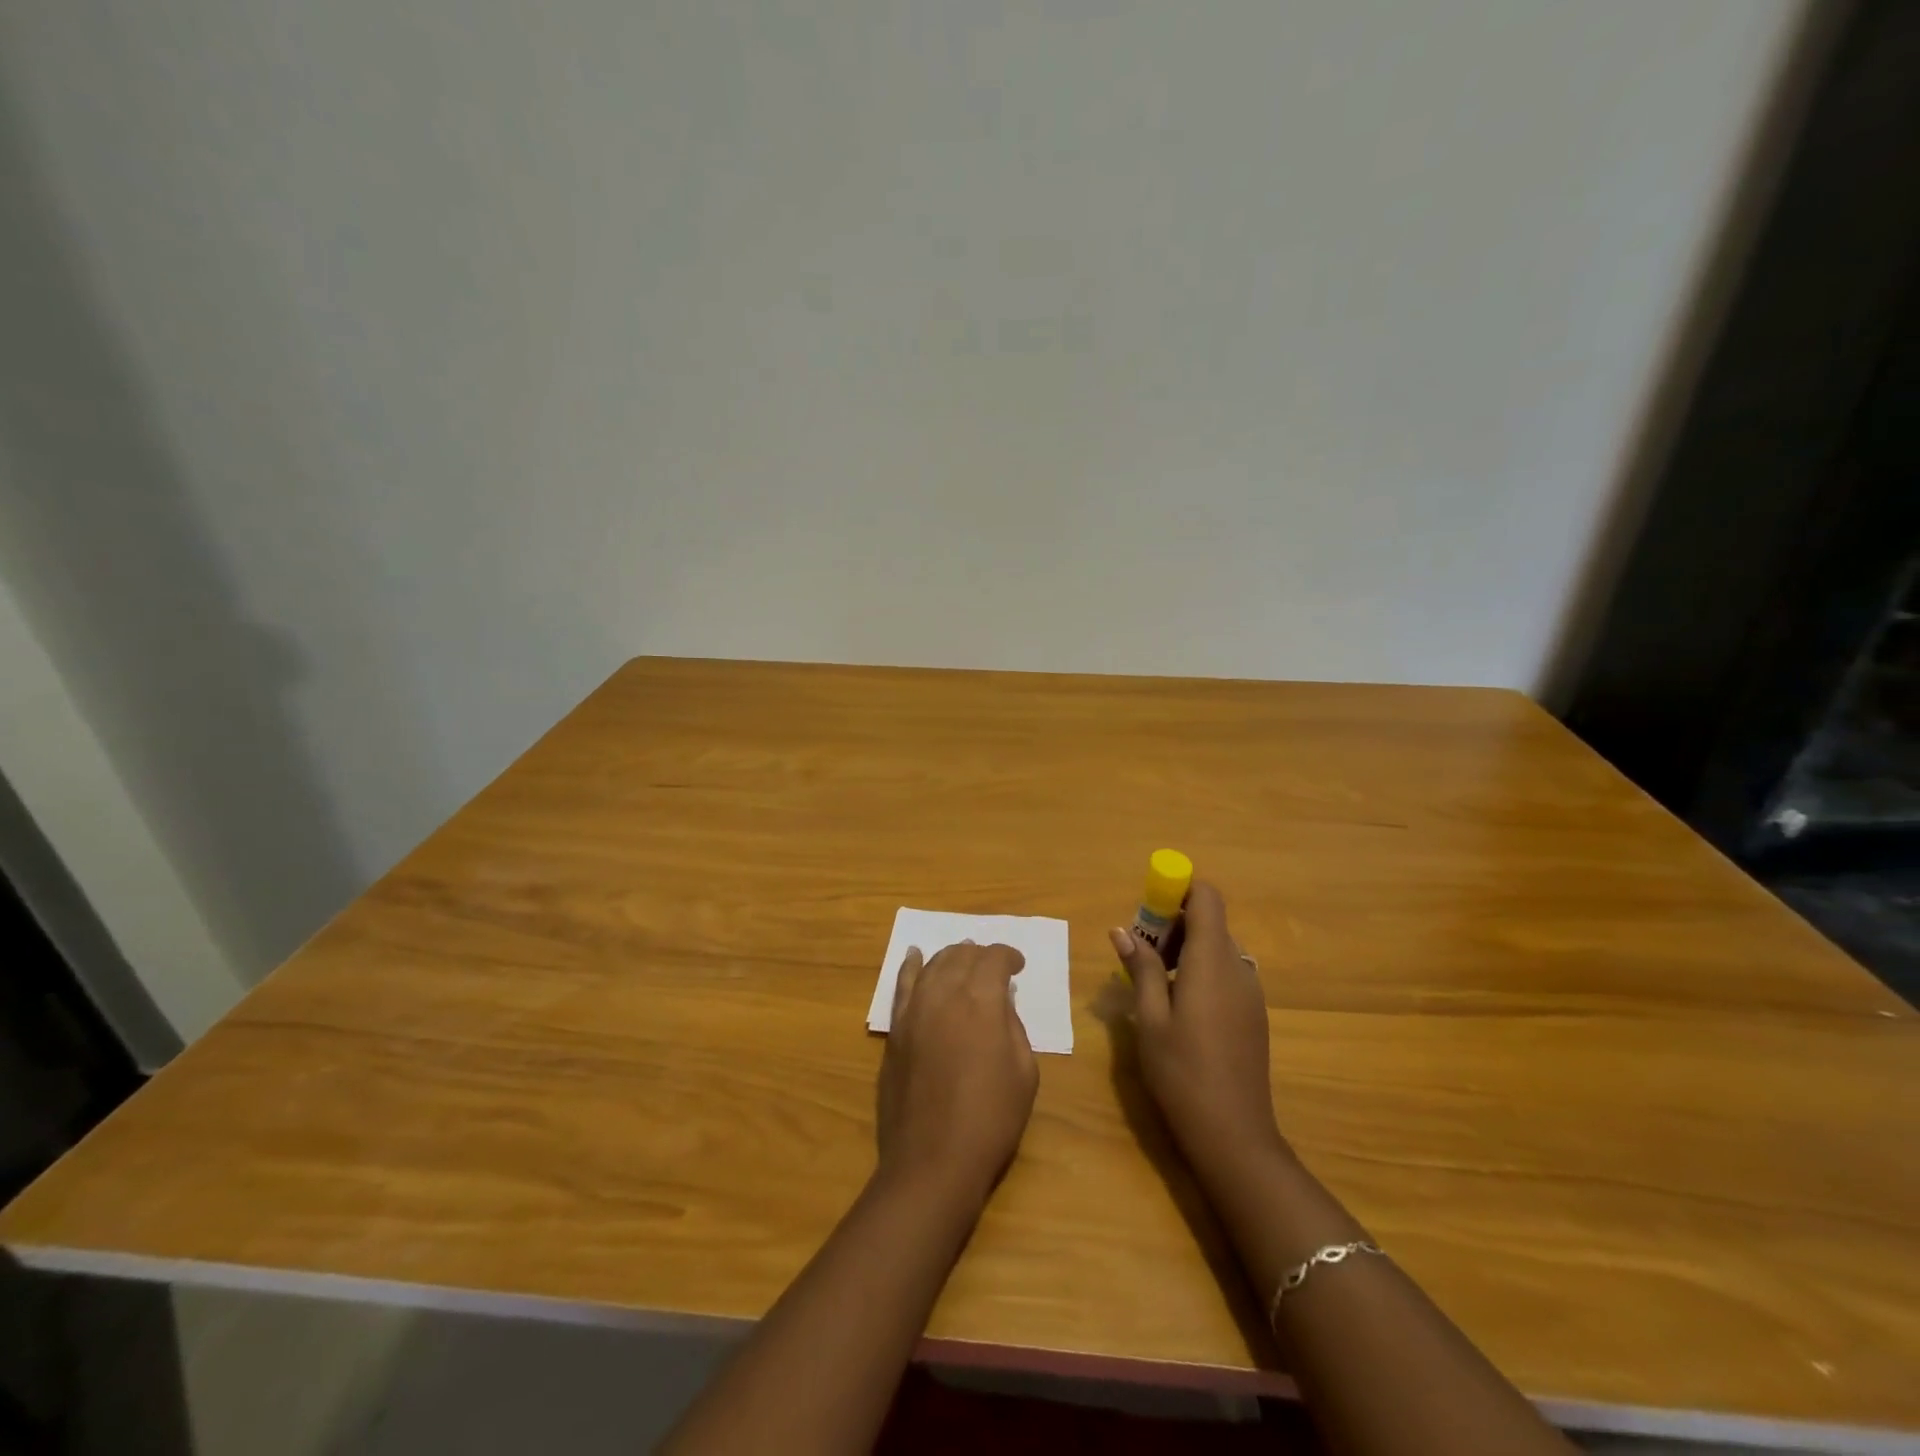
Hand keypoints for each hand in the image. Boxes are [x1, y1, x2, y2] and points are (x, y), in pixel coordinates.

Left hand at [877, 941, 1038, 1206]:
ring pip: (933, 965)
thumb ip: (1013, 1026)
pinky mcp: (895, 1029)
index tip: (1019, 966)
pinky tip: (915, 955)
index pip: (994, 959)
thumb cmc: (991, 1119)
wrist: (933, 1160)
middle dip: (981, 955)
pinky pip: (902, 985)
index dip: (1009, 956)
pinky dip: (910, 965)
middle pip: (962, 956)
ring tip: (963, 958)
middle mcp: (944, 993)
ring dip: (951, 957)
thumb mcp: (1024, 1072)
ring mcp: (914, 1009)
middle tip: (994, 967)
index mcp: (981, 1001)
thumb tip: (1001, 1002)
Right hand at [1109, 882, 1286, 1185]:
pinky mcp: (1253, 1014)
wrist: (1234, 1135)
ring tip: (1154, 983)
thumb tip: (1122, 930)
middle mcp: (1237, 967)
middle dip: (1173, 925)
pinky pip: (1226, 973)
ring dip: (1185, 950)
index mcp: (1211, 961)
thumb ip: (1140, 968)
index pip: (1207, 897)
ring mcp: (1250, 992)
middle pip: (1210, 922)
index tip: (1148, 910)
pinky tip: (1179, 1007)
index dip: (1178, 891)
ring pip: (1217, 948)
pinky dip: (1200, 972)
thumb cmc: (1182, 1072)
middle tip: (1140, 954)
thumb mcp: (1149, 1018)